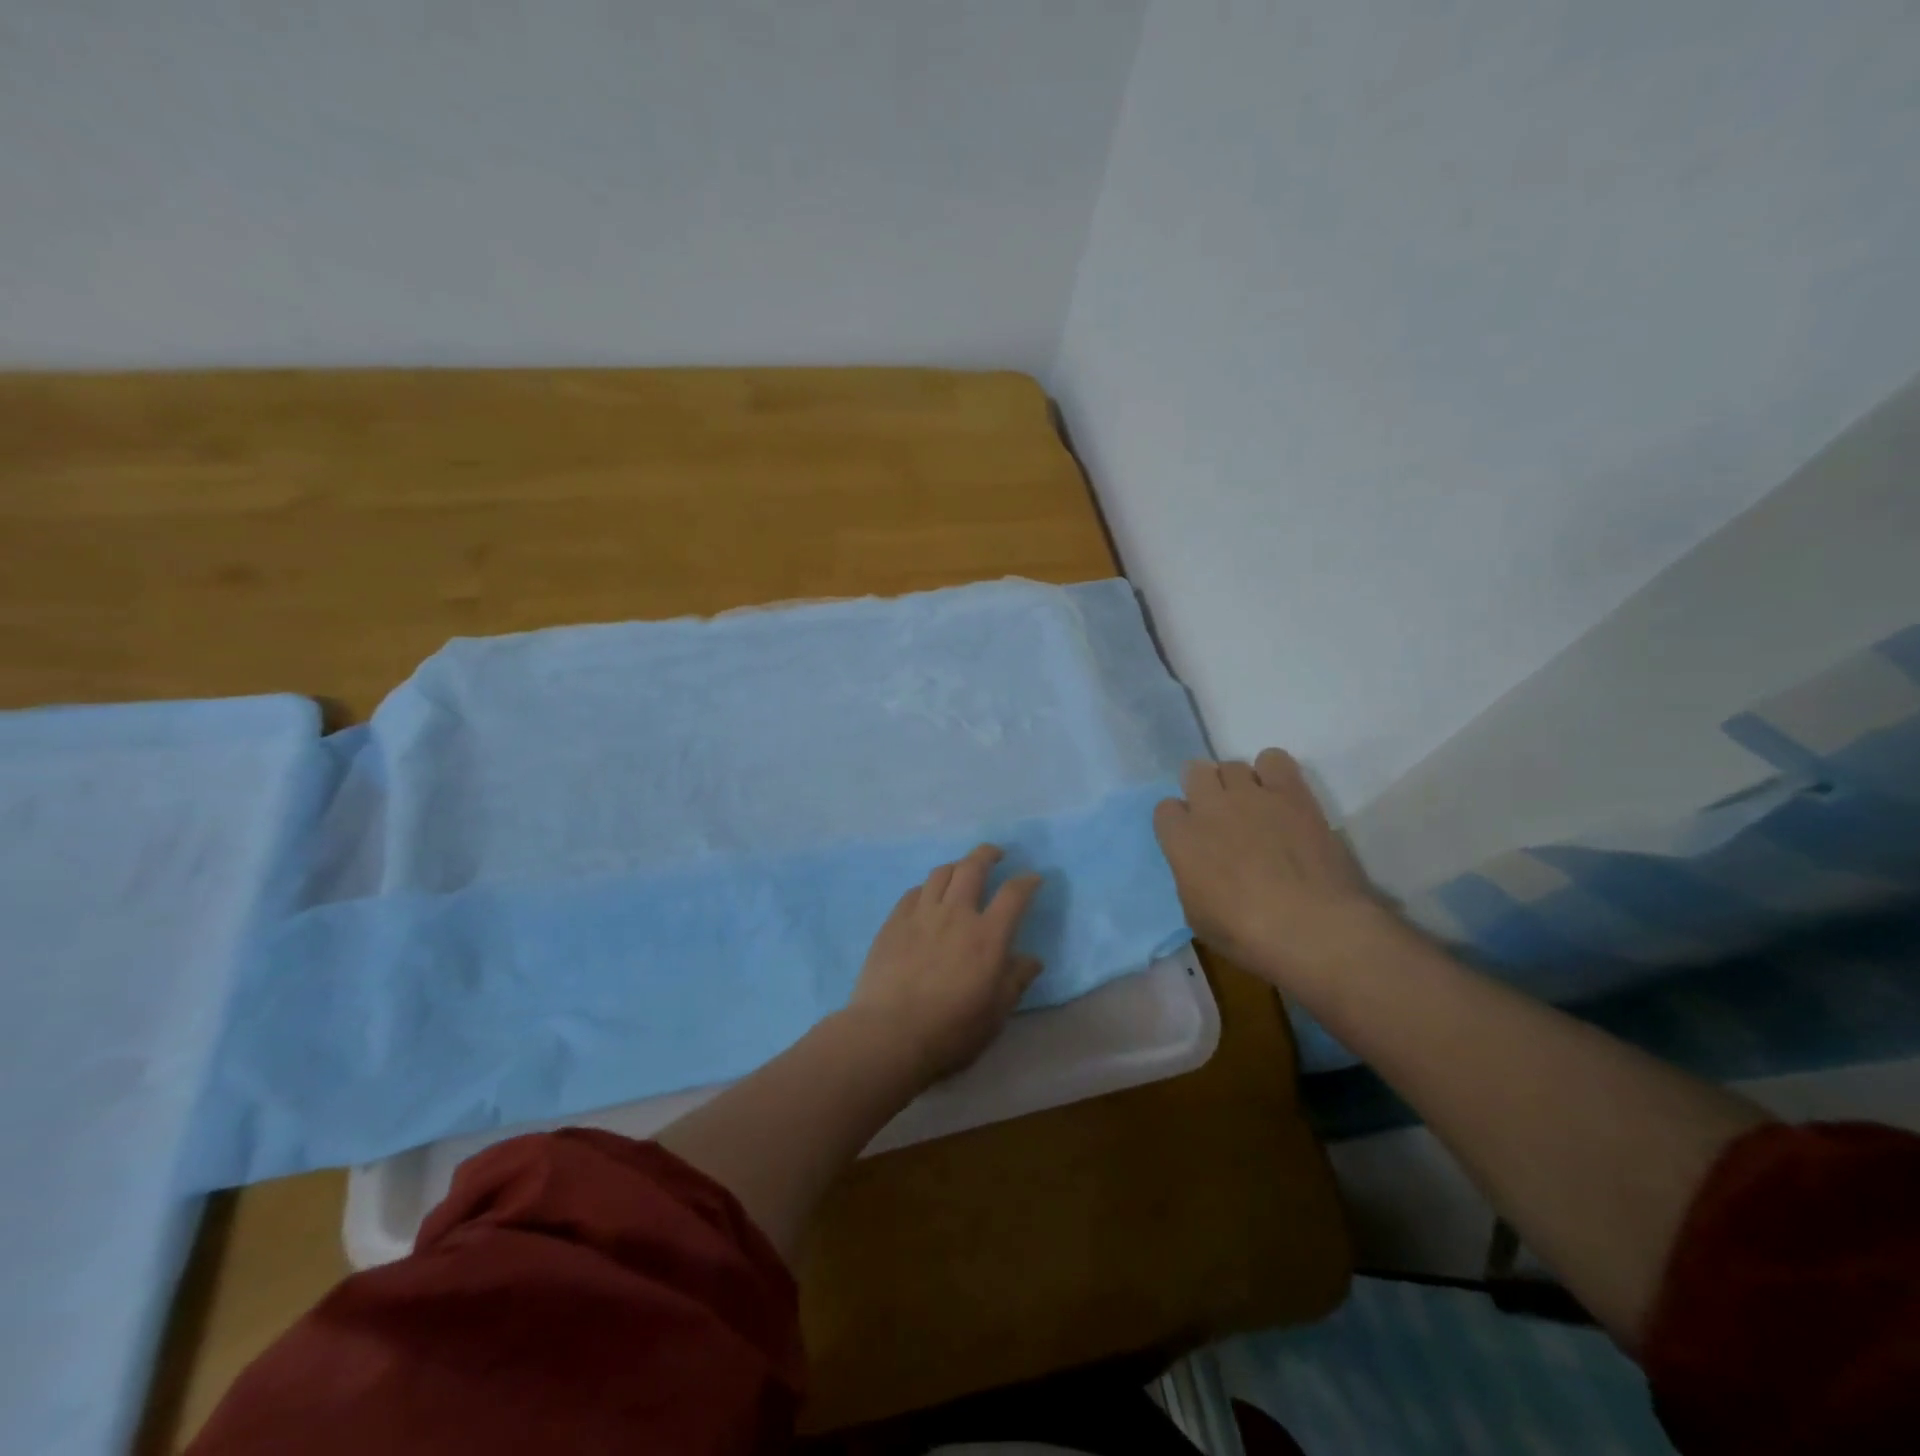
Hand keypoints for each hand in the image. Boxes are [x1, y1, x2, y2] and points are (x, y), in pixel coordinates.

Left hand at [848, 844, 1043, 1084]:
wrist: (889, 1034)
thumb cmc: (951, 1030)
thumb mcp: (995, 1014)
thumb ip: (1015, 981)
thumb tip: (1031, 959)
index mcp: (987, 936)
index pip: (1014, 894)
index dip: (1027, 880)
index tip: (1033, 877)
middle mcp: (956, 914)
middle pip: (973, 867)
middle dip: (988, 854)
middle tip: (996, 854)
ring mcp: (921, 914)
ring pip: (941, 873)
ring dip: (957, 866)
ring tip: (962, 872)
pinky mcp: (894, 922)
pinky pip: (914, 892)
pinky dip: (927, 888)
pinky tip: (928, 897)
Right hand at [1153, 749, 1393, 988]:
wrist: (1312, 928)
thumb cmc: (1247, 935)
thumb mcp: (1198, 916)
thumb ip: (1191, 879)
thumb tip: (1198, 867)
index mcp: (1181, 839)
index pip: (1166, 809)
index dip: (1180, 823)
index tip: (1194, 840)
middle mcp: (1209, 807)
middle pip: (1195, 772)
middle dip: (1204, 790)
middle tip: (1221, 817)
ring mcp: (1251, 795)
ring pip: (1232, 764)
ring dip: (1238, 784)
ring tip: (1255, 808)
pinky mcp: (1291, 792)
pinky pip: (1274, 759)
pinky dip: (1273, 772)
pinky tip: (1281, 796)